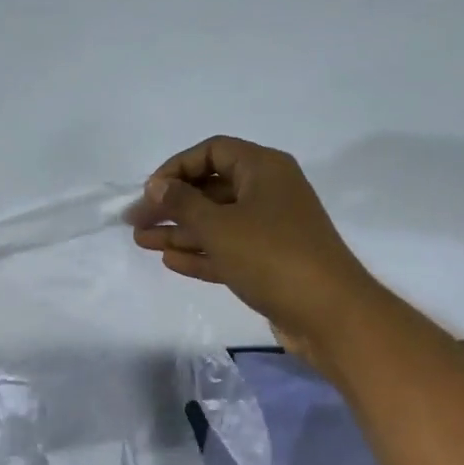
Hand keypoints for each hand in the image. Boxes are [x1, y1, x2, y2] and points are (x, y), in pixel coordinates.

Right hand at [129, 137, 377, 364]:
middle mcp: (268, 193)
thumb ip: (182, 204)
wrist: (327, 313)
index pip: (212, 152)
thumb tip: (156, 185)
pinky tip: (170, 261)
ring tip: (143, 243)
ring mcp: (270, 230)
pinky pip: (227, 250)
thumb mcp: (219, 226)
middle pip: (211, 189)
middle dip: (172, 205)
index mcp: (263, 169)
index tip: (149, 193)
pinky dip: (200, 254)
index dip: (176, 168)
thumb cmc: (272, 257)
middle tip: (135, 223)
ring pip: (217, 223)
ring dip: (180, 232)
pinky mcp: (268, 263)